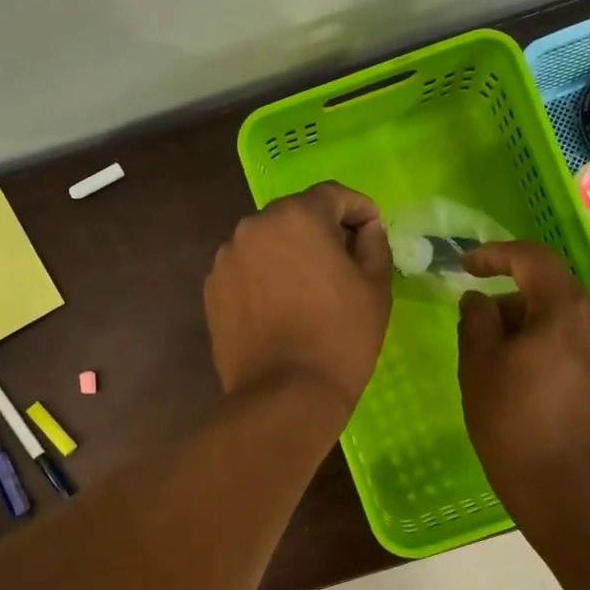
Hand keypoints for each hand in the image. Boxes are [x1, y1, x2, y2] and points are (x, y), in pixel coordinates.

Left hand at [205, 182, 392, 414]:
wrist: (285, 394)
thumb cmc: (341, 337)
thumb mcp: (375, 286)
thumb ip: (374, 243)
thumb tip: (367, 228)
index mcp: (297, 216)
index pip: (333, 195)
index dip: (359, 210)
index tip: (372, 231)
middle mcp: (254, 226)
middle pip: (296, 216)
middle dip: (322, 231)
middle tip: (344, 263)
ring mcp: (227, 258)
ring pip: (267, 243)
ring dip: (289, 254)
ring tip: (308, 291)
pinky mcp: (213, 289)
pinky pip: (247, 270)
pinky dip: (265, 278)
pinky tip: (280, 309)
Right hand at [457, 242, 589, 519]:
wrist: (565, 489)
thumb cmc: (512, 424)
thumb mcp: (478, 366)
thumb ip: (476, 319)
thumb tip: (479, 298)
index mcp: (566, 310)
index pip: (532, 259)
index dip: (495, 255)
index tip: (466, 265)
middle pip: (550, 288)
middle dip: (510, 297)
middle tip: (477, 324)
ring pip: (564, 315)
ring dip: (530, 321)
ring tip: (498, 355)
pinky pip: (579, 339)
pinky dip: (550, 341)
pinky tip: (527, 372)